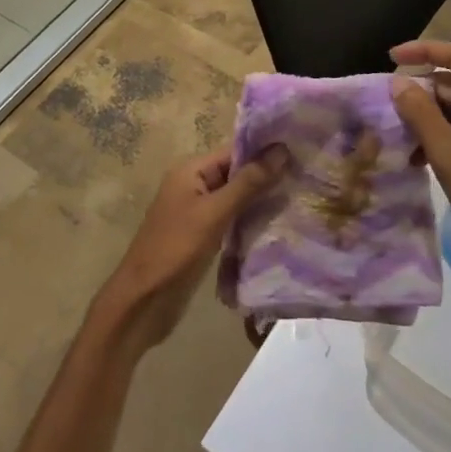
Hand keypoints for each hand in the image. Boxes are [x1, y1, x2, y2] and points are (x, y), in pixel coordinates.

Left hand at [91, 145, 287, 353]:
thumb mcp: (215, 213)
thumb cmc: (176, 249)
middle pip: (236, 174)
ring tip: (299, 200)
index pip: (235, 151)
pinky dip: (250, 221)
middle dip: (267, 177)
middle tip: (307, 179)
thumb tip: (282, 149)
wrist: (143, 302)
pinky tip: (277, 226)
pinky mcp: (202, 237)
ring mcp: (197, 212)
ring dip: (261, 201)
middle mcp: (193, 184)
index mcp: (190, 170)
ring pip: (236, 199)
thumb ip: (248, 183)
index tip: (301, 154)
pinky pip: (231, 220)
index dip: (265, 152)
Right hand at [389, 40, 450, 296]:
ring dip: (427, 117)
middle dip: (421, 89)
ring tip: (400, 137)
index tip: (392, 58)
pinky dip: (440, 138)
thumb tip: (399, 82)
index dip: (425, 50)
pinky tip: (420, 160)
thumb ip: (420, 114)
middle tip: (389, 106)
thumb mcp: (446, 154)